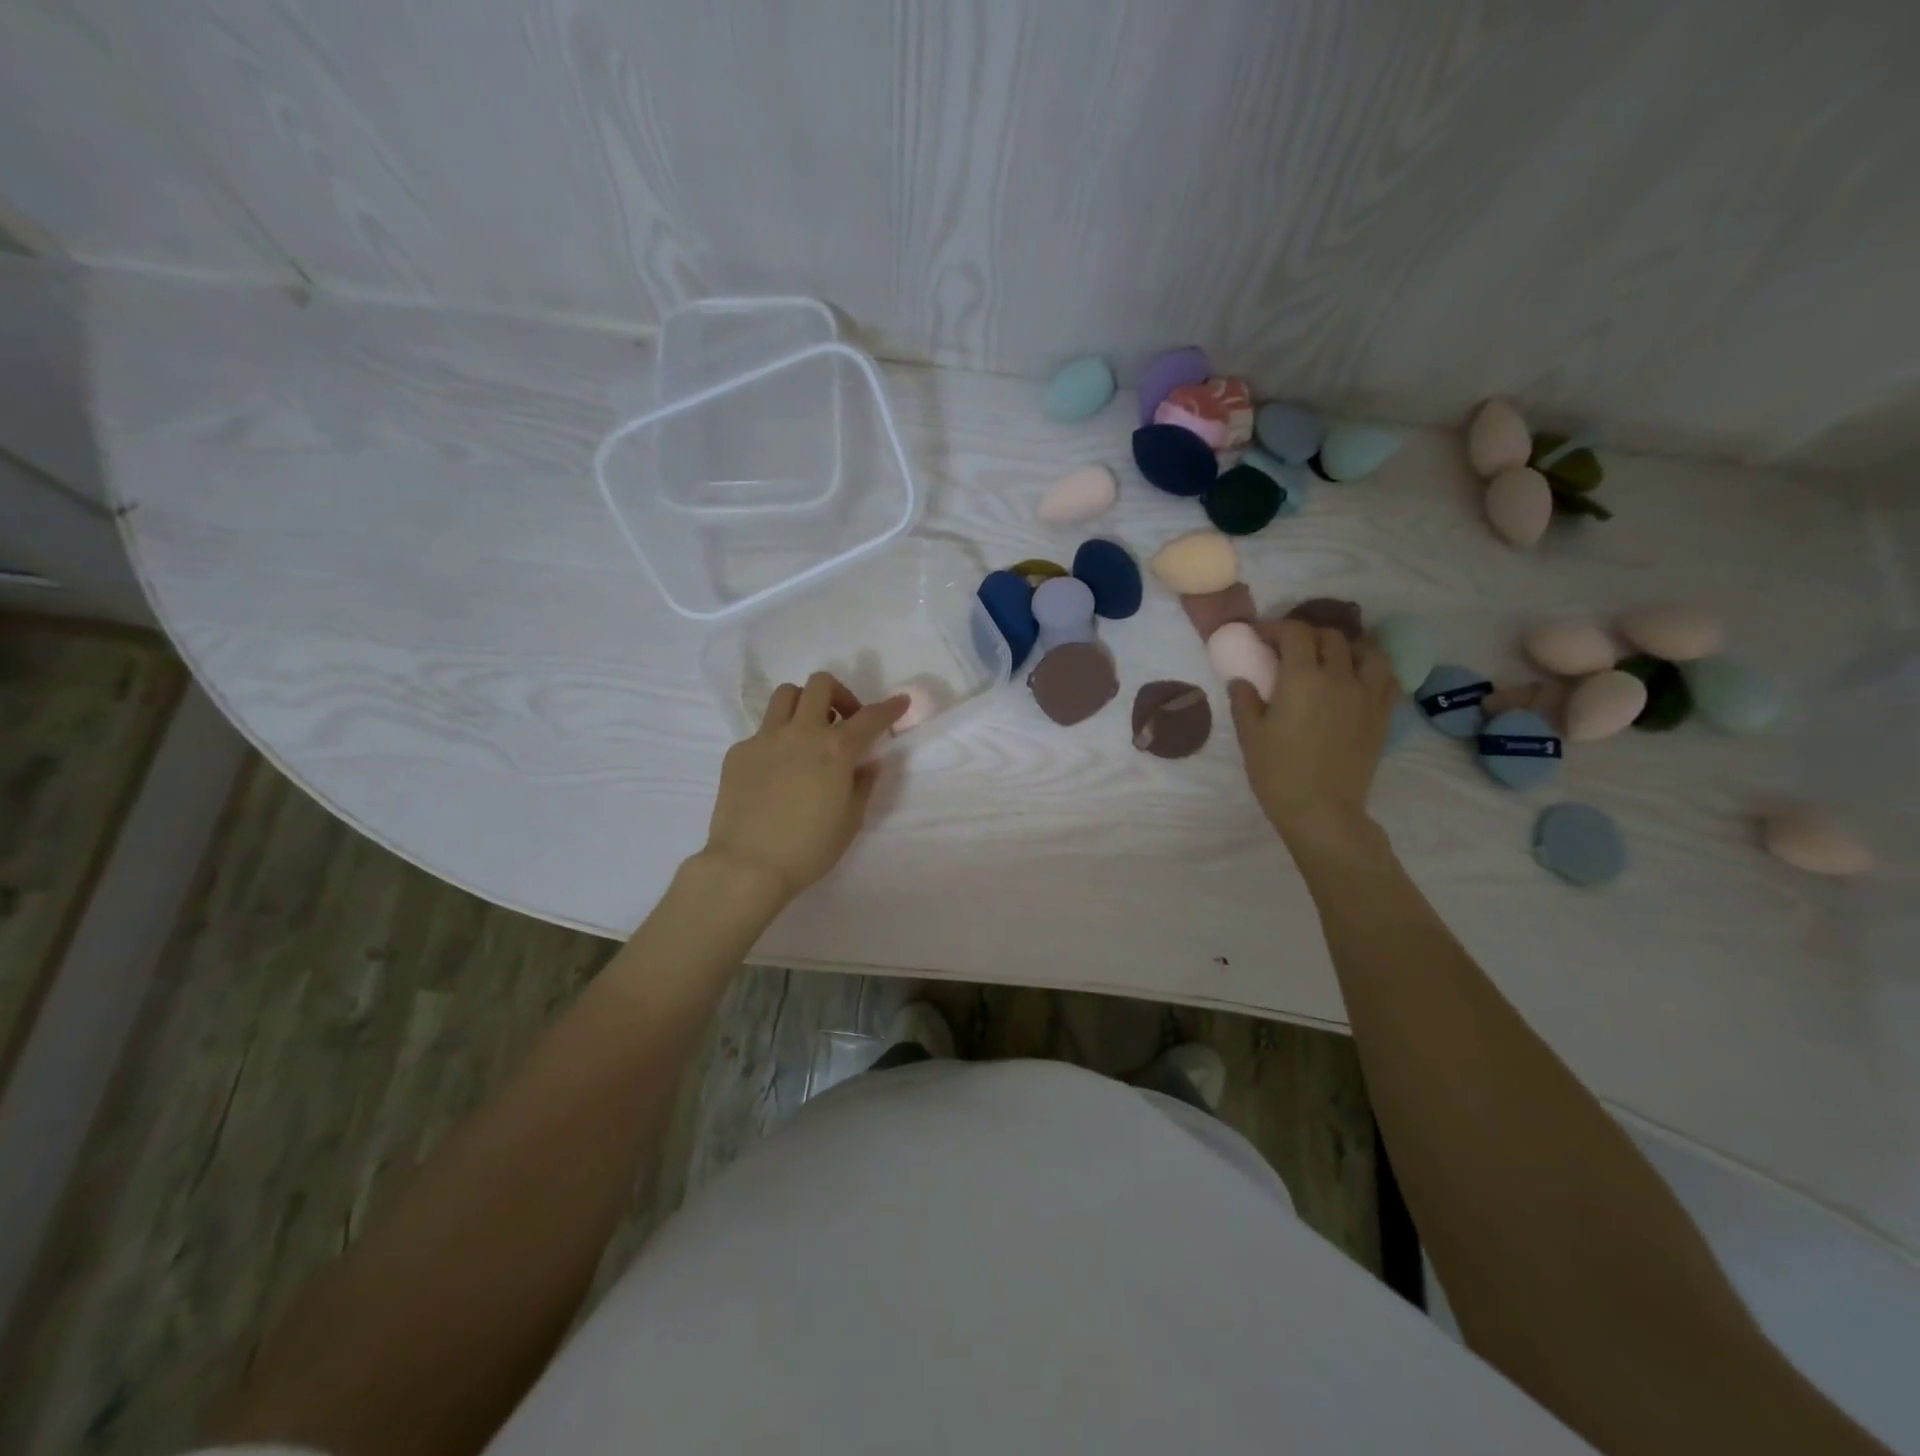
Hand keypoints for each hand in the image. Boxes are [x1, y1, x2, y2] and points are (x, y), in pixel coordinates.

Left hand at [700, 672, 908, 904]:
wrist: (746, 865)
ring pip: (786, 695)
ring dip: (804, 705)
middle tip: (845, 721)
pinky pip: (762, 731)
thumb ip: (863, 785)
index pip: (870, 718)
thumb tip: (868, 763)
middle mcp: (801, 733)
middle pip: (821, 684)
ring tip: (809, 732)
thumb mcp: (850, 821)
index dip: (889, 707)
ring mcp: (765, 738)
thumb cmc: (808, 849)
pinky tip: (777, 770)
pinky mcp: (738, 752)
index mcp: (835, 750)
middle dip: (840, 694)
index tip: (900, 701)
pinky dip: (778, 740)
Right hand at [1227, 620, 1397, 843]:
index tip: (1260, 636)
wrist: (1322, 810)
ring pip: (1367, 651)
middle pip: (1331, 637)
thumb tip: (1242, 679)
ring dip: (1347, 646)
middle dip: (1308, 635)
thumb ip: (1245, 700)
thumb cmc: (1278, 772)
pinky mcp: (1383, 714)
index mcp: (1302, 678)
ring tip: (1332, 657)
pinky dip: (1372, 669)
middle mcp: (1339, 677)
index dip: (1276, 627)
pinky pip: (1387, 677)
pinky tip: (1358, 679)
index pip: (1295, 633)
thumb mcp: (1250, 735)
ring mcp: (1367, 694)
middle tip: (1290, 648)